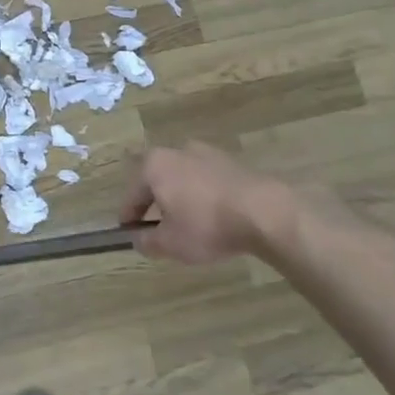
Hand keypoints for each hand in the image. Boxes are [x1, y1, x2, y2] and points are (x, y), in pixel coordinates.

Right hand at [121, 142, 301, 264]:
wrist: (265, 212)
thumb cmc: (206, 225)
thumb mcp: (169, 243)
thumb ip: (147, 241)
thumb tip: (138, 239)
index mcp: (154, 165)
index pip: (132, 194)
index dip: (129, 216)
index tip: (129, 233)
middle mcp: (176, 151)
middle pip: (158, 180)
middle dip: (155, 202)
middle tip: (158, 227)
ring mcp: (207, 153)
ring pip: (184, 178)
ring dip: (181, 198)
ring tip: (188, 223)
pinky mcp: (232, 162)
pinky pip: (207, 181)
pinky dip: (204, 196)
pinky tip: (213, 217)